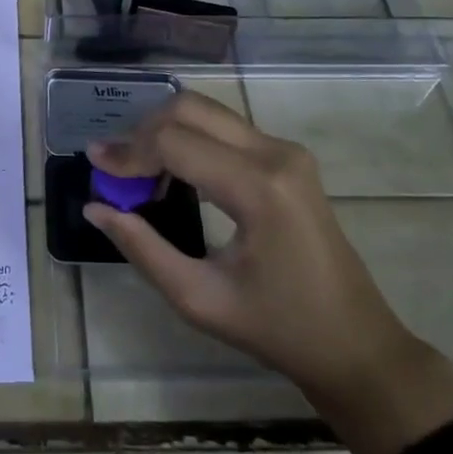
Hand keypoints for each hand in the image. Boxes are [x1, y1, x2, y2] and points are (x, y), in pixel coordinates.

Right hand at [83, 92, 452, 453]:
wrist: (357, 344)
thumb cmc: (279, 329)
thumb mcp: (200, 298)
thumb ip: (142, 248)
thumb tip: (97, 207)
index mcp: (258, 188)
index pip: (174, 143)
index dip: (127, 152)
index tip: (95, 166)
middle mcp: (275, 153)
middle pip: (189, 109)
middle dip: (143, 132)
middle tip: (117, 168)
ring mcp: (286, 151)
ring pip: (207, 112)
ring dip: (165, 132)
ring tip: (140, 175)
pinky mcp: (289, 157)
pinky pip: (225, 129)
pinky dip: (189, 139)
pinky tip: (173, 175)